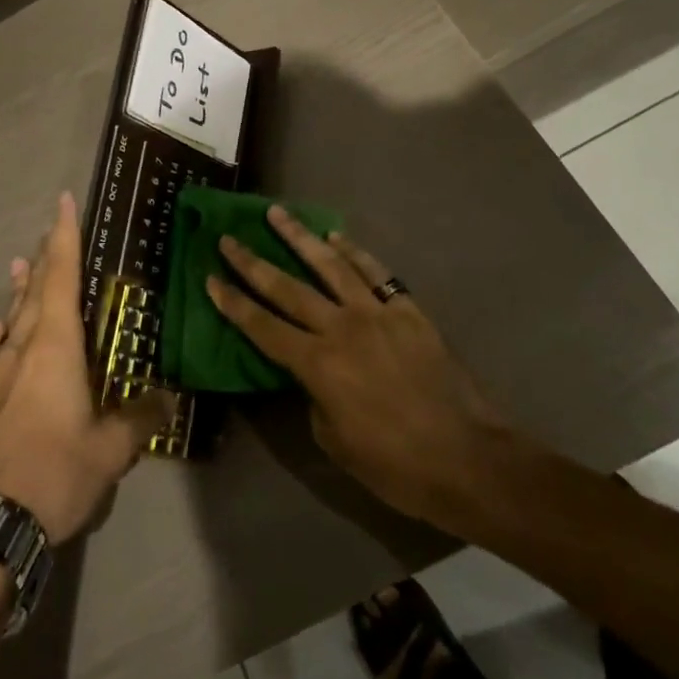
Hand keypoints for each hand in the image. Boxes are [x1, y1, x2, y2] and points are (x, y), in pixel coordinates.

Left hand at [0, 193, 173, 543]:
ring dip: (21, 288)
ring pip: (13, 316)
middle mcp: (24, 347)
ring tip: (20, 265)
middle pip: (34, 290)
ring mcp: (1, 373)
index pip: (61, 276)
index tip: (63, 201)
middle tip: (51, 231)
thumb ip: (140, 418)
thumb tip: (168, 398)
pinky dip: (4, 330)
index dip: (64, 237)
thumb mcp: (110, 449)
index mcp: (55, 345)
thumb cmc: (53, 470)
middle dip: (45, 257)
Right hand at [206, 207, 514, 530]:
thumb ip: (314, 397)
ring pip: (330, 266)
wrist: (467, 458)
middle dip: (253, 263)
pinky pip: (376, 272)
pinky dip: (354, 252)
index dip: (234, 303)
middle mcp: (341, 328)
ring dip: (300, 238)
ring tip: (277, 213)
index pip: (263, 327)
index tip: (211, 278)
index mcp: (318, 365)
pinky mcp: (408, 310)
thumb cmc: (395, 466)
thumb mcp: (335, 442)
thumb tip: (313, 373)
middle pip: (288, 288)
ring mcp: (377, 313)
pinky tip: (337, 236)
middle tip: (229, 238)